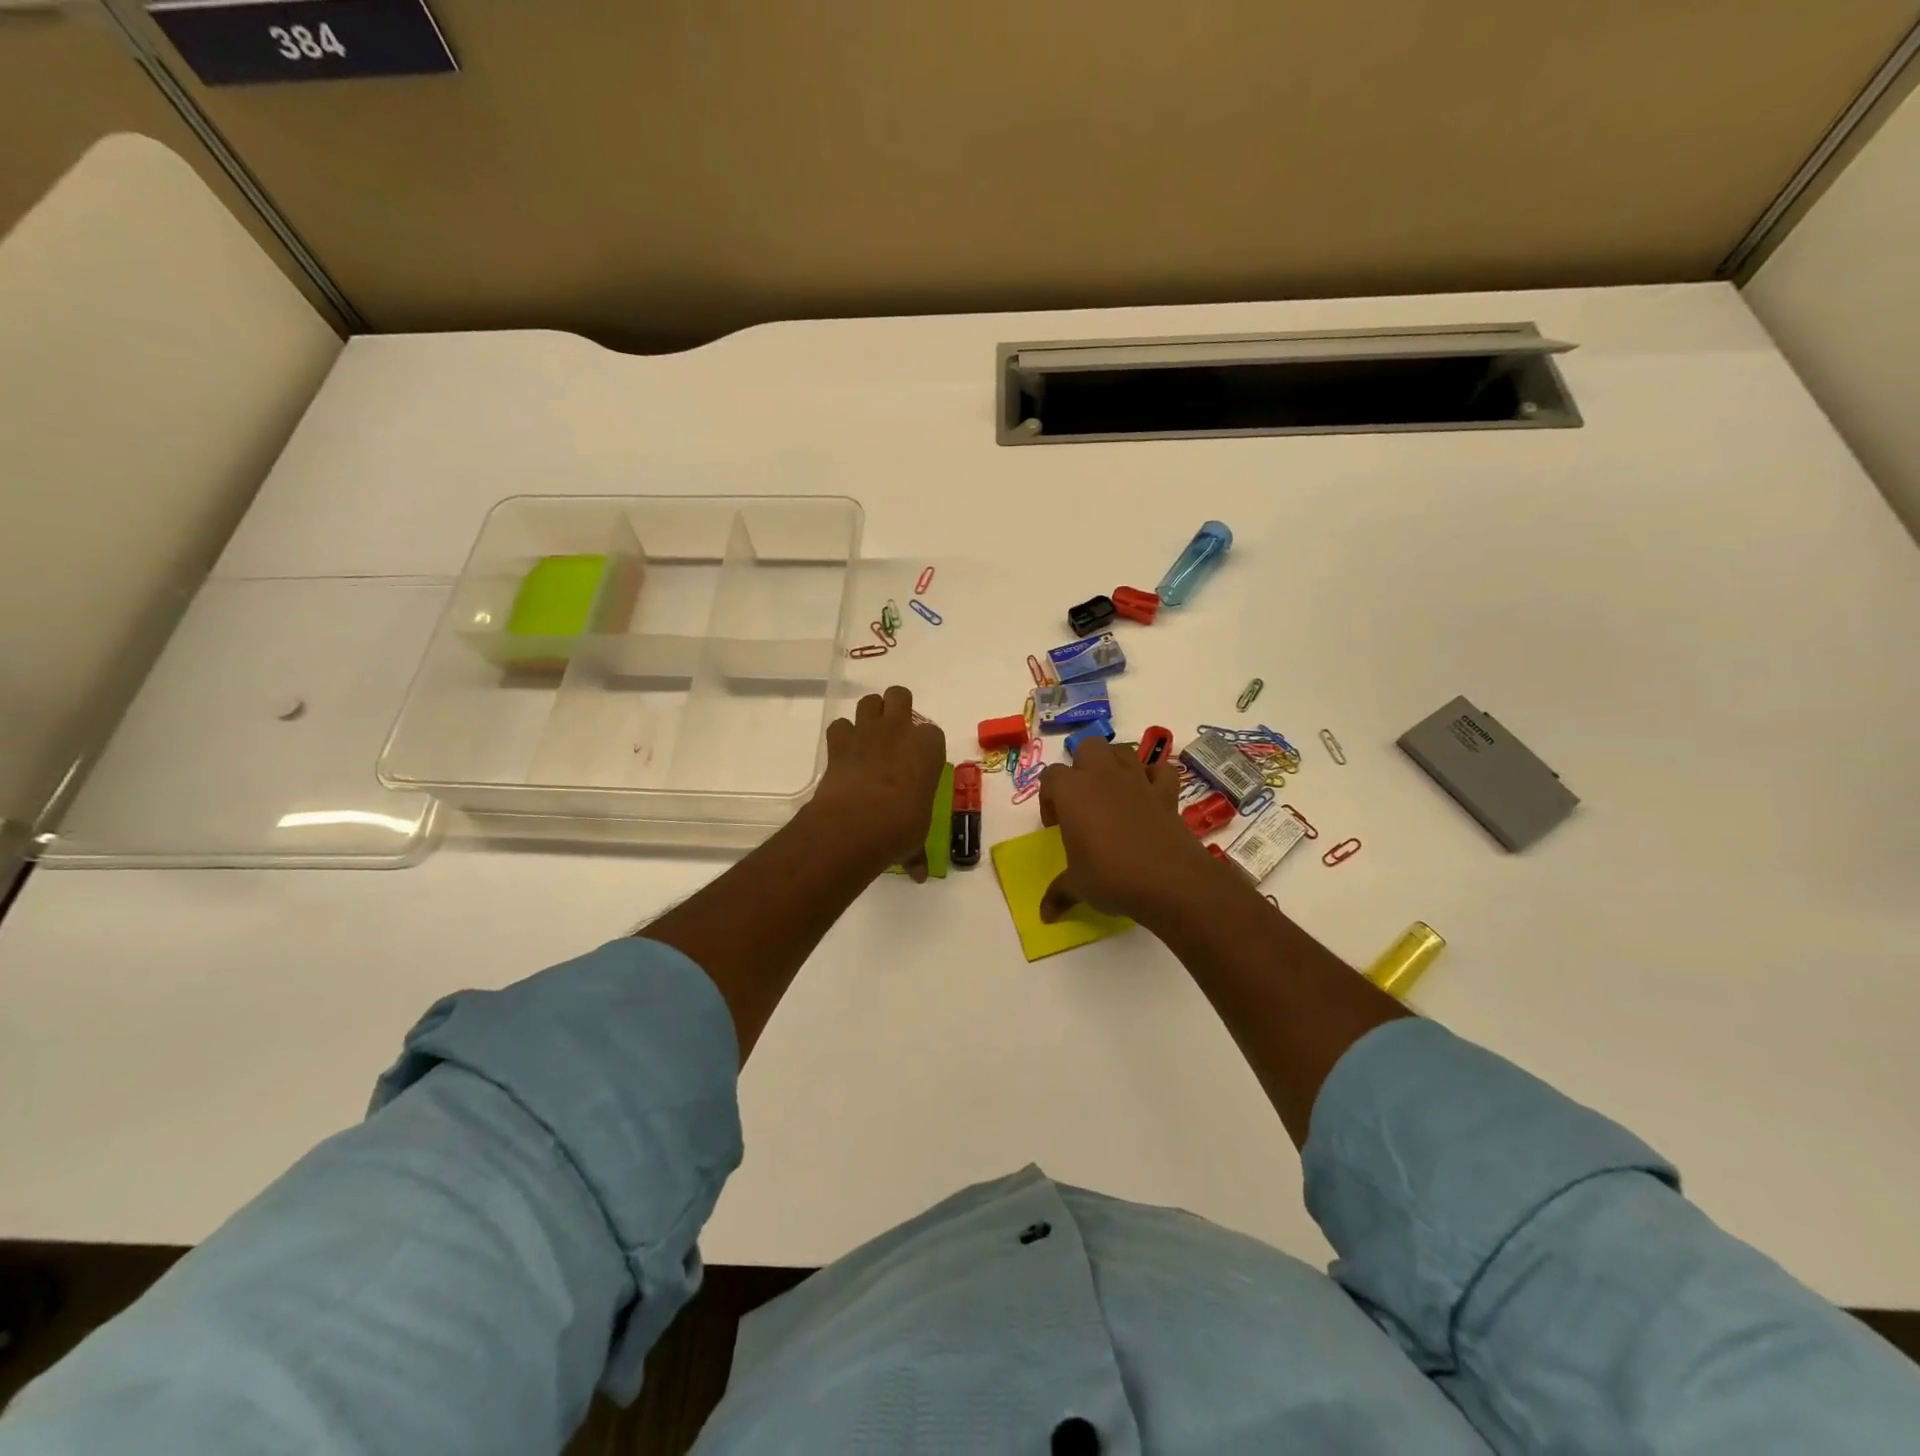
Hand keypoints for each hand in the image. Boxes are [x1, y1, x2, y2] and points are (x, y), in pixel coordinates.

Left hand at [808, 685, 947, 879]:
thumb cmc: (901, 827)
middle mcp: (900, 731)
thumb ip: (917, 852)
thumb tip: (919, 874)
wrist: (858, 824)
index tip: (919, 764)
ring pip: (869, 701)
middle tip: (894, 735)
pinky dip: (841, 736)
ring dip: (870, 714)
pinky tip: (844, 754)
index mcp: (929, 748)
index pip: (933, 733)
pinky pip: (839, 725)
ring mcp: (868, 732)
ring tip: (869, 738)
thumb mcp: (916, 839)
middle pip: (899, 695)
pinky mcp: (839, 742)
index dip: (925, 746)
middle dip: (897, 708)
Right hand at [1038, 741, 1221, 922]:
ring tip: (1112, 793)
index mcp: (1072, 792)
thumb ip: (1058, 894)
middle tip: (1082, 800)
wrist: (1169, 881)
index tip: (1056, 825)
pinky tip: (1149, 794)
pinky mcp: (1166, 793)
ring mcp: (1138, 781)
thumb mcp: (1078, 886)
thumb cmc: (1111, 877)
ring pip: (1123, 751)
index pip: (1050, 776)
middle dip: (1082, 765)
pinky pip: (1161, 770)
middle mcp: (1103, 777)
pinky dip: (1154, 776)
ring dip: (1115, 763)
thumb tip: (1044, 915)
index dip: (1049, 797)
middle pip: (1088, 747)